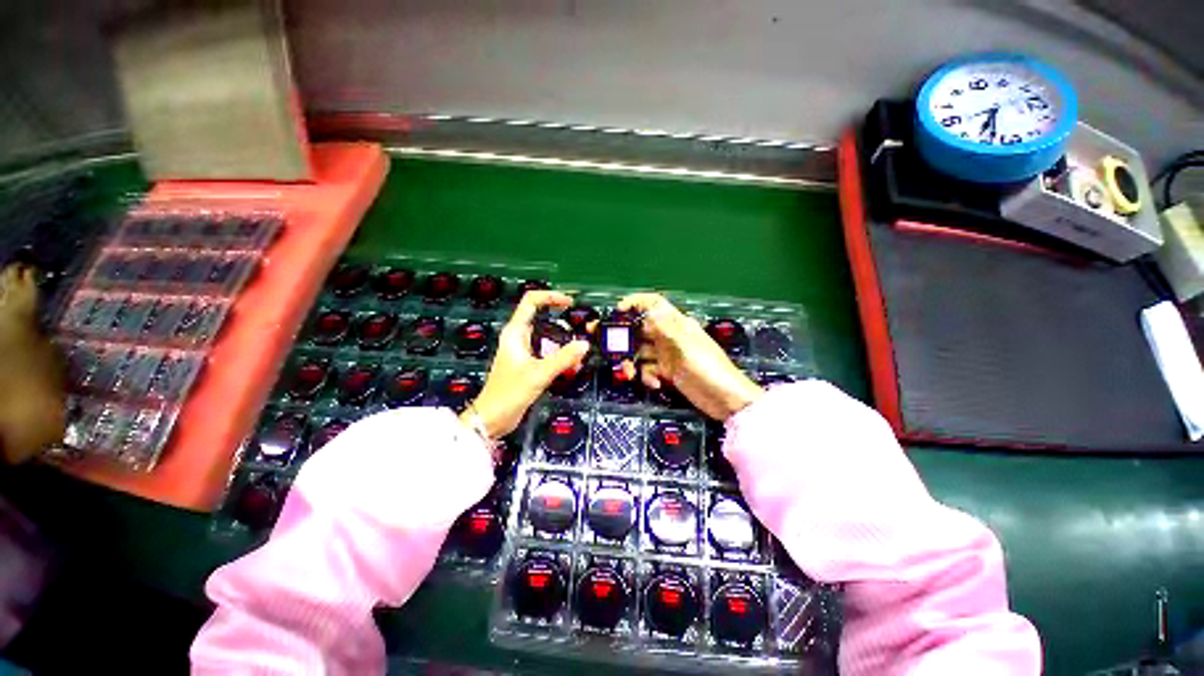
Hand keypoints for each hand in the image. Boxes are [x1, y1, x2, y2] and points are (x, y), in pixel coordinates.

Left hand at [462, 290, 590, 438]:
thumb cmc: (509, 393)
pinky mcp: (529, 364)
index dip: (550, 297)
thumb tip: (584, 344)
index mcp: (515, 332)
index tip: (570, 303)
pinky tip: (572, 368)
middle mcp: (519, 338)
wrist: (492, 418)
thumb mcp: (539, 374)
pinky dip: (561, 357)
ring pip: (549, 339)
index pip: (531, 301)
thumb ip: (563, 359)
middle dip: (564, 325)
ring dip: (565, 345)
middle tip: (582, 333)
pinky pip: (549, 353)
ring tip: (579, 356)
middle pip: (544, 320)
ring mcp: (524, 351)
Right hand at [617, 293, 762, 421]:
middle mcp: (669, 336)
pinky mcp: (668, 372)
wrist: (726, 401)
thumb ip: (666, 328)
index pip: (653, 304)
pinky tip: (655, 384)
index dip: (635, 302)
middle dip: (626, 338)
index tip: (617, 310)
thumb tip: (649, 308)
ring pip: (641, 352)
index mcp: (677, 324)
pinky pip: (648, 370)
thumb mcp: (686, 347)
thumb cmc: (709, 370)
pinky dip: (647, 377)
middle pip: (641, 330)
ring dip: (633, 362)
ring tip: (630, 374)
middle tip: (611, 348)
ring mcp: (668, 355)